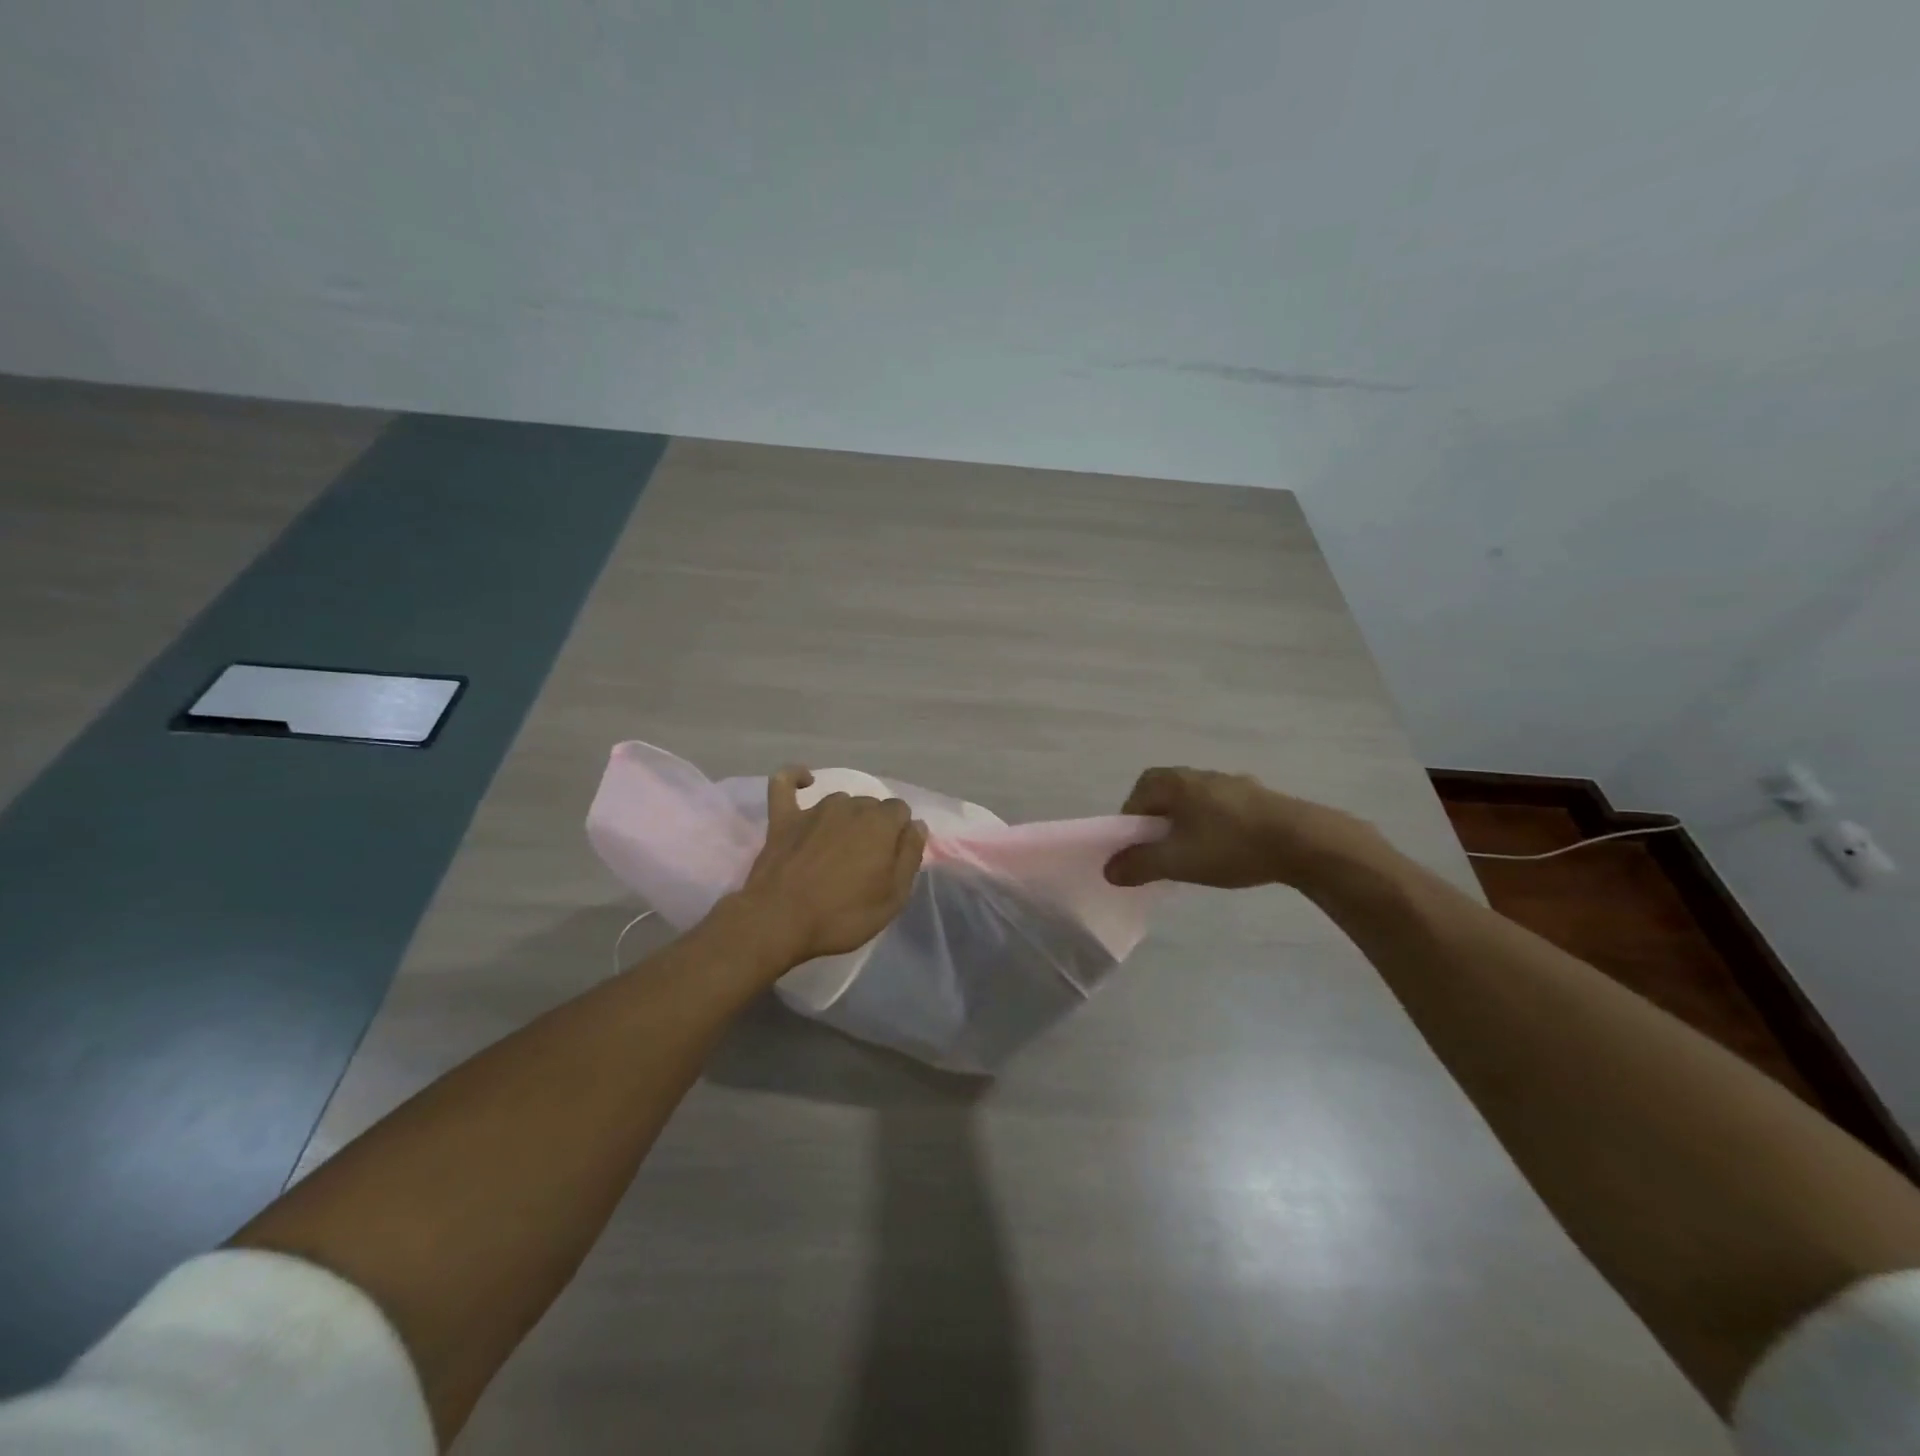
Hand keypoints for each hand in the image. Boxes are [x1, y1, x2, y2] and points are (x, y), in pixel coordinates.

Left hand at [731, 767, 927, 967]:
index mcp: (881, 823)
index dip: (899, 834)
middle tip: (865, 862)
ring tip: (838, 849)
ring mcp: (814, 810)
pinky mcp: (783, 818)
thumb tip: (916, 825)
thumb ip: (910, 856)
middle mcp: (850, 806)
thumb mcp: (894, 897)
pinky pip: (785, 784)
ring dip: (845, 818)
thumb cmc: (843, 914)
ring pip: (840, 802)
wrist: (779, 921)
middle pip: (871, 806)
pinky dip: (795, 777)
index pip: (901, 811)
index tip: (892, 860)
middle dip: (873, 827)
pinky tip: (804, 781)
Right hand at [1104, 766, 1391, 889]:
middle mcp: (1199, 774)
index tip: (1138, 850)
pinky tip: (1229, 851)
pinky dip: (1215, 827)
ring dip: (1188, 825)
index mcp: (1175, 782)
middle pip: (1165, 796)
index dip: (1131, 823)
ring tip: (1196, 855)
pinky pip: (1222, 809)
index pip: (1137, 795)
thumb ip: (1138, 865)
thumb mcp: (1176, 861)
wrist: (1303, 841)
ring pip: (1195, 802)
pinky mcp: (1258, 797)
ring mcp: (1232, 782)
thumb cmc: (1230, 846)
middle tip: (1164, 853)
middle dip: (1159, 824)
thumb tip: (1109, 870)